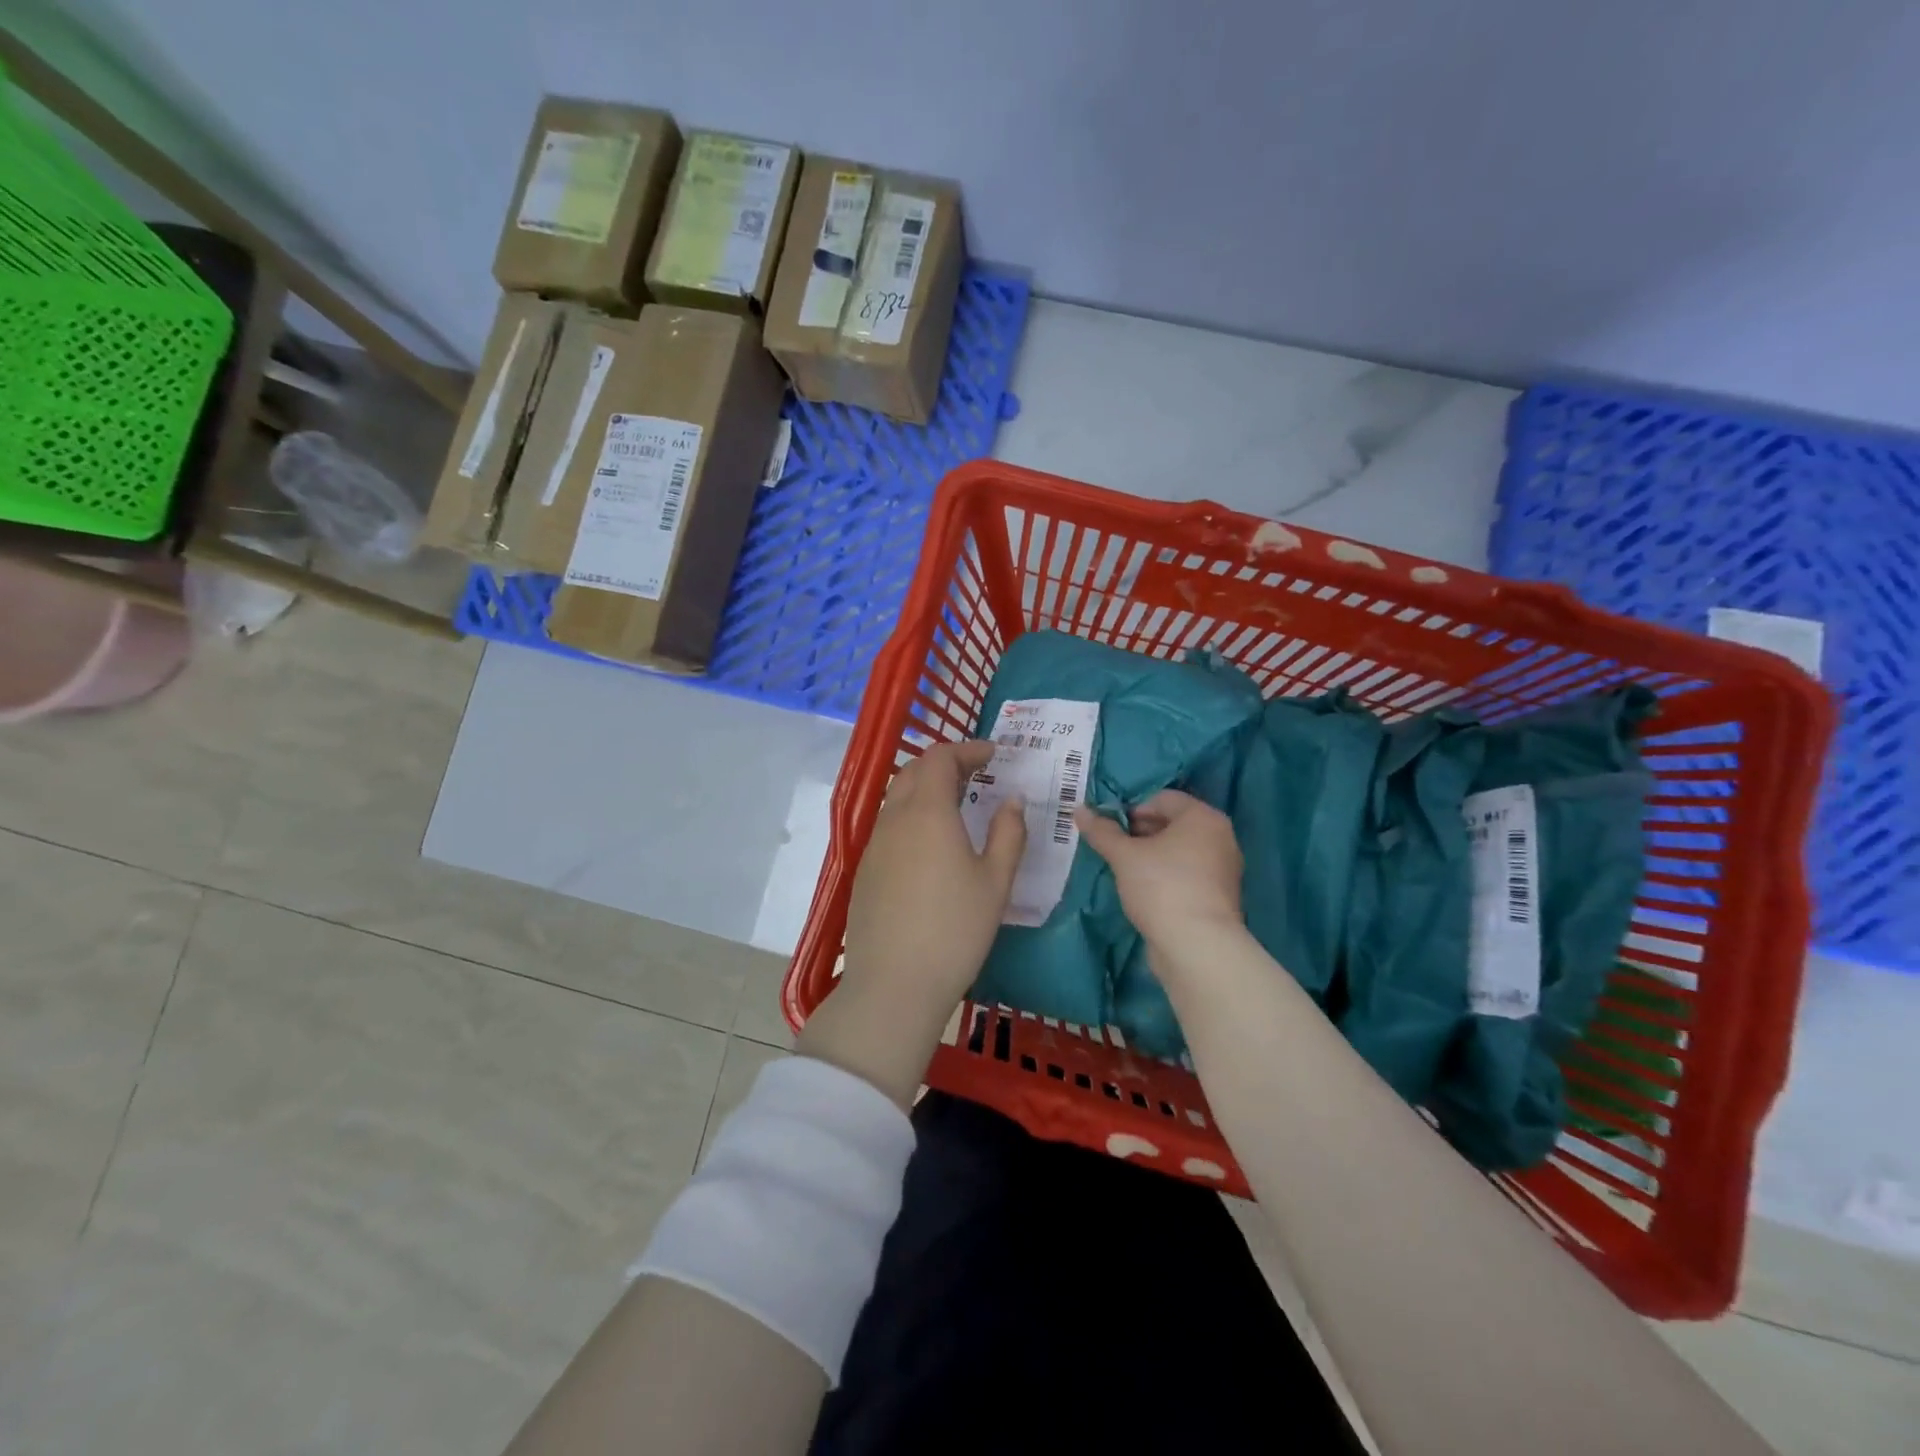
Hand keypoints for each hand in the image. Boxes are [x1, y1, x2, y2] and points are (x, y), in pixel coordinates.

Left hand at [800, 740, 1025, 1108]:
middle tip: (978, 774)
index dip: (968, 749)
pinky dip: (912, 814)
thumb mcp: (995, 882)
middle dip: (946, 763)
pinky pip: (889, 824)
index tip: (994, 755)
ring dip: (926, 788)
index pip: (940, 758)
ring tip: (957, 804)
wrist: (894, 984)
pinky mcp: (866, 870)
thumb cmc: (955, 930)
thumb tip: (1012, 800)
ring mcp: (874, 845)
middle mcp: (894, 819)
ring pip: (898, 797)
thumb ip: (1008, 833)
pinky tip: (931, 842)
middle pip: (914, 771)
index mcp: (928, 812)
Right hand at [1074, 790, 1242, 948]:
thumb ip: (1102, 831)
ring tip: (1125, 871)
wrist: (1197, 947)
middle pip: (1172, 823)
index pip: (1162, 799)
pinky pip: (1187, 873)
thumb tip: (1079, 810)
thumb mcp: (1124, 856)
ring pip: (1179, 850)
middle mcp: (1220, 836)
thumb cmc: (1162, 887)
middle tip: (1113, 849)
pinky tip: (1145, 891)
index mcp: (1203, 817)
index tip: (1110, 830)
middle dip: (1140, 833)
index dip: (1131, 810)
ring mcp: (1223, 868)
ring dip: (1151, 855)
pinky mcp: (1219, 896)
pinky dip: (1166, 875)